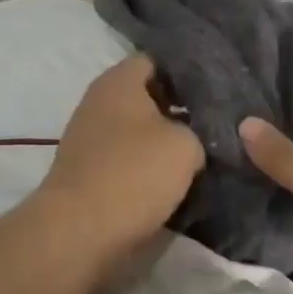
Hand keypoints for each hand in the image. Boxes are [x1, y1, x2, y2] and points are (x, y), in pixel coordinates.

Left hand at [31, 56, 204, 272]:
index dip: (187, 73)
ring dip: (161, 140)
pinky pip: (123, 156)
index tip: (215, 90)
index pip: (158, 60)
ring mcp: (88, 135)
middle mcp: (99, 99)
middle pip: (146, 94)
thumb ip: (198, 129)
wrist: (78, 233)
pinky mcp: (86, 169)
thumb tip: (195, 134)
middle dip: (177, 107)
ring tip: (198, 153)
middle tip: (212, 123)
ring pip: (135, 128)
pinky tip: (170, 180)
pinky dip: (143, 165)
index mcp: (119, 79)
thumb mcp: (186, 145)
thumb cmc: (133, 174)